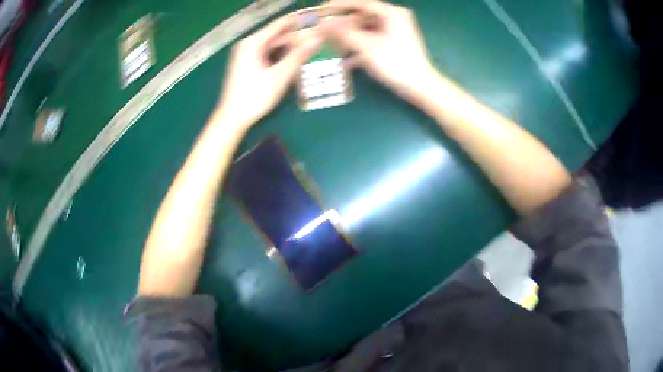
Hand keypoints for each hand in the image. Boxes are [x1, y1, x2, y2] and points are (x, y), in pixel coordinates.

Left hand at [217, 14, 322, 126]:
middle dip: (296, 37)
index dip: (298, 21)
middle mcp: (248, 45)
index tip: (316, 18)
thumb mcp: (280, 75)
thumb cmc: (255, 96)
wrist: (233, 117)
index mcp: (253, 43)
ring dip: (290, 47)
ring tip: (310, 48)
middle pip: (276, 36)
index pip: (279, 25)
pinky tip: (294, 60)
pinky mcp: (247, 64)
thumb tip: (318, 39)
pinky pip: (268, 54)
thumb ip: (299, 55)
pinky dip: (280, 56)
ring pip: (273, 46)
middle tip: (318, 37)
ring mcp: (246, 55)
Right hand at [322, 1, 435, 102]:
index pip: (362, 4)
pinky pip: (372, 41)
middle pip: (363, 17)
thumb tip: (324, 22)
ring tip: (333, 48)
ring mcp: (394, 33)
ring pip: (366, 31)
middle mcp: (394, 19)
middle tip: (325, 32)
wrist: (419, 86)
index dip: (341, 5)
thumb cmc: (395, 63)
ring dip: (350, 39)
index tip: (324, 7)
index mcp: (392, 14)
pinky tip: (346, 62)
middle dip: (344, 26)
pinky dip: (360, 49)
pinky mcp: (394, 45)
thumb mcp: (367, 46)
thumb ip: (344, 33)